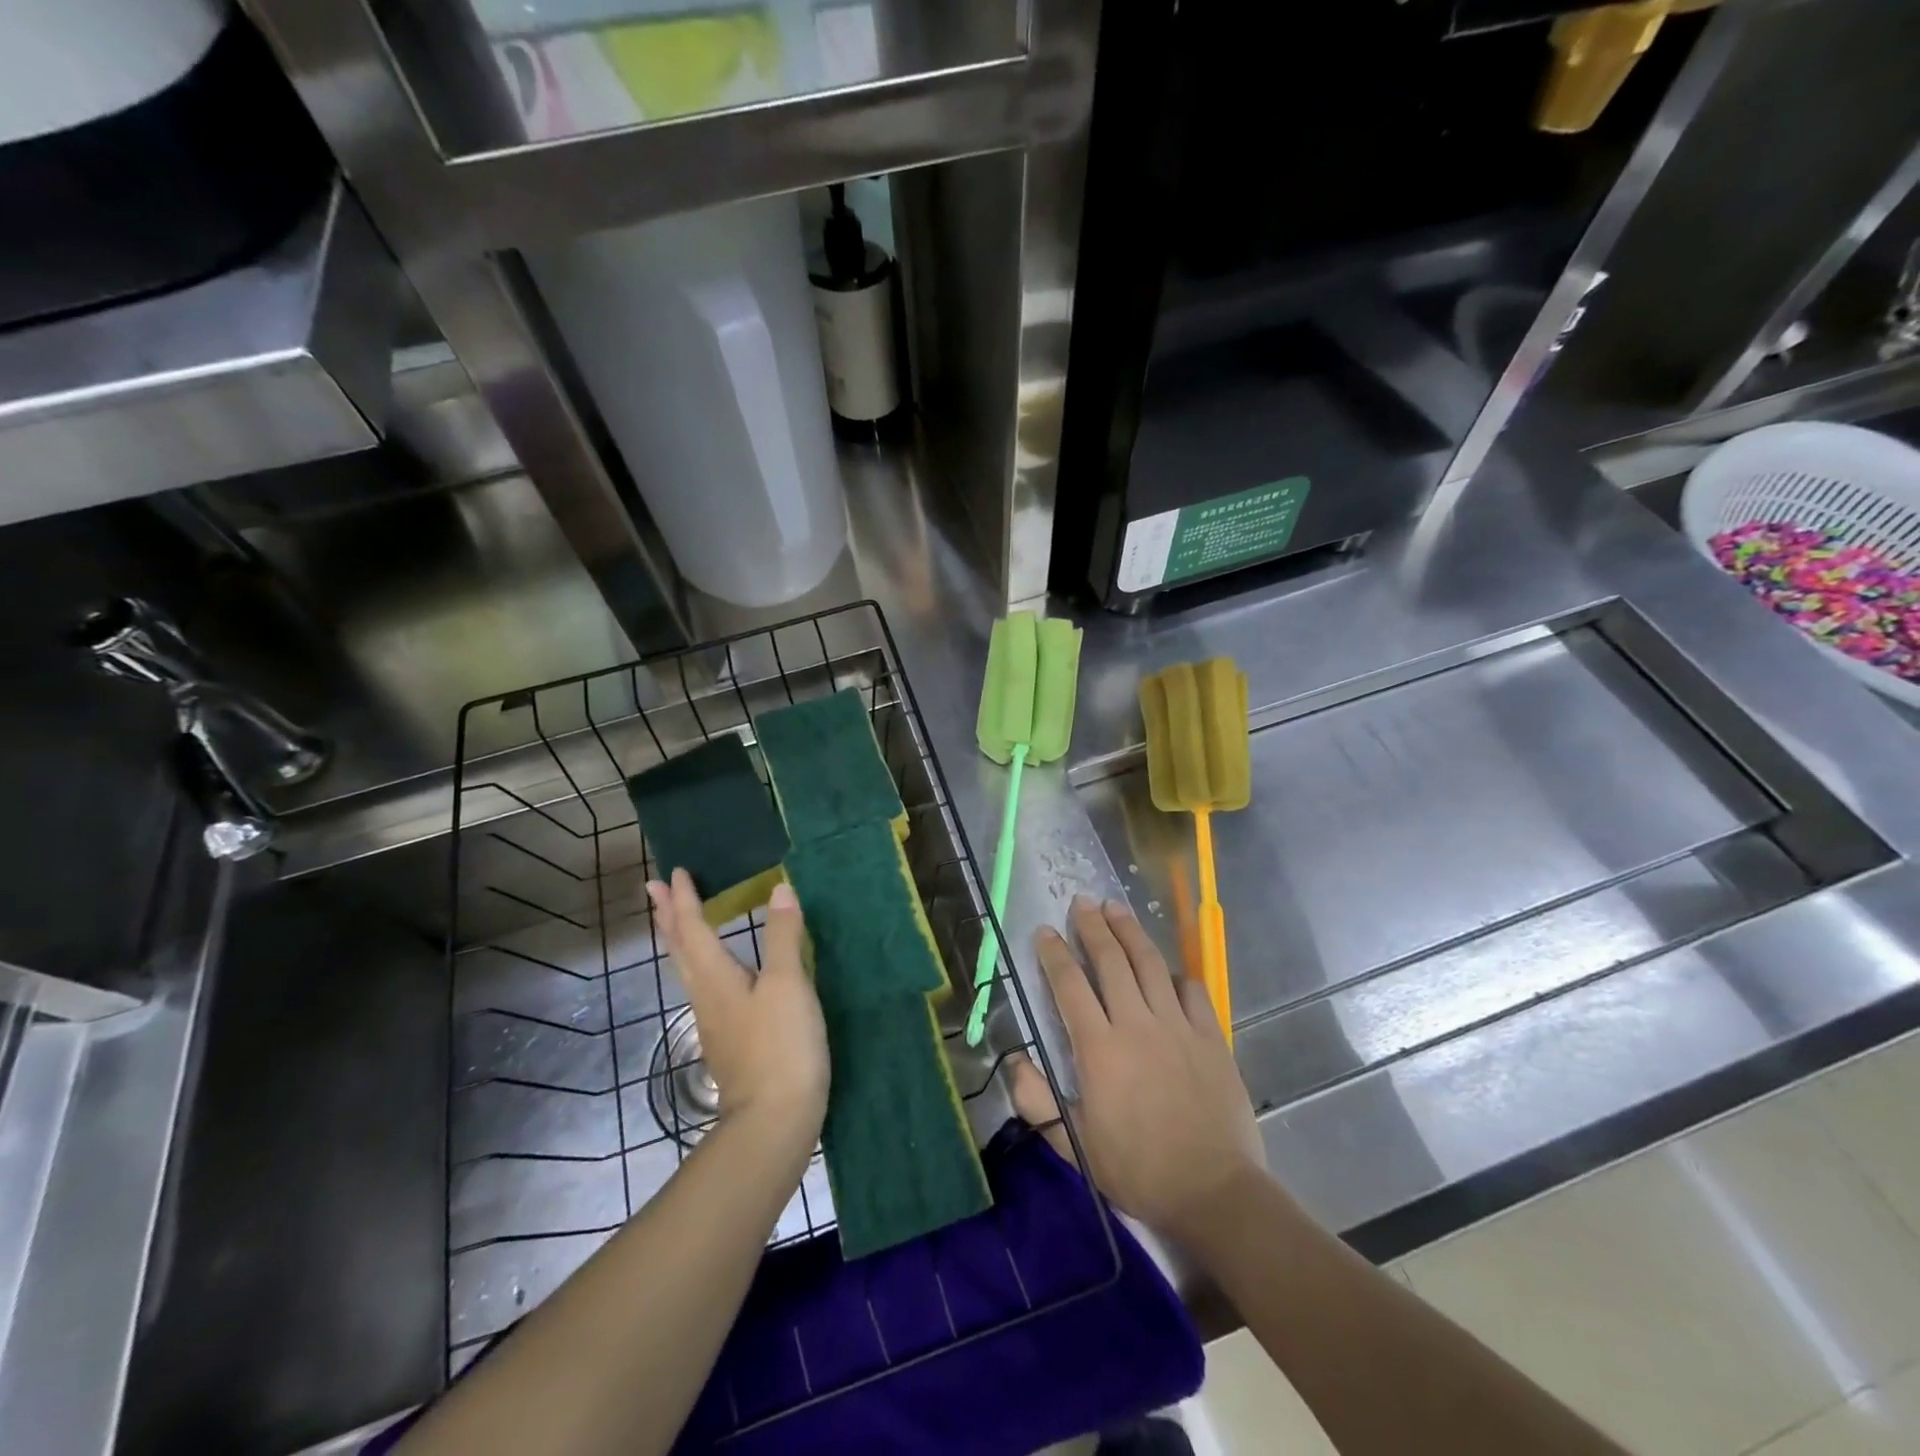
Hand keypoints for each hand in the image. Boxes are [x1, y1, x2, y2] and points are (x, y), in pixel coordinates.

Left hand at [647, 870, 828, 1150]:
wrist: (774, 1121)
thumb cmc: (780, 1046)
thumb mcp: (787, 984)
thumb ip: (783, 936)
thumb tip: (779, 889)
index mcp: (716, 978)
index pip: (693, 929)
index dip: (684, 900)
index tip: (674, 873)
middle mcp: (706, 996)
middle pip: (680, 949)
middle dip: (668, 917)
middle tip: (654, 889)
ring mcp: (715, 1022)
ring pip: (689, 970)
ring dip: (680, 940)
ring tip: (679, 922)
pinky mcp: (728, 1041)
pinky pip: (705, 988)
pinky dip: (701, 964)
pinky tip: (717, 973)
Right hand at [1009, 895, 1265, 1244]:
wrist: (1214, 1192)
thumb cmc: (1138, 1170)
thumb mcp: (1075, 1145)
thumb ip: (1038, 1102)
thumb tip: (1014, 1062)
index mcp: (1099, 1048)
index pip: (1070, 986)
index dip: (1055, 954)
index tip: (1045, 931)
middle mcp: (1137, 1024)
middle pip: (1111, 961)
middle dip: (1093, 926)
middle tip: (1082, 902)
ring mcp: (1178, 1026)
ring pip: (1149, 964)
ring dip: (1130, 932)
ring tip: (1116, 909)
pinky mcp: (1211, 1036)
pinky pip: (1190, 990)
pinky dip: (1174, 973)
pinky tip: (1166, 969)